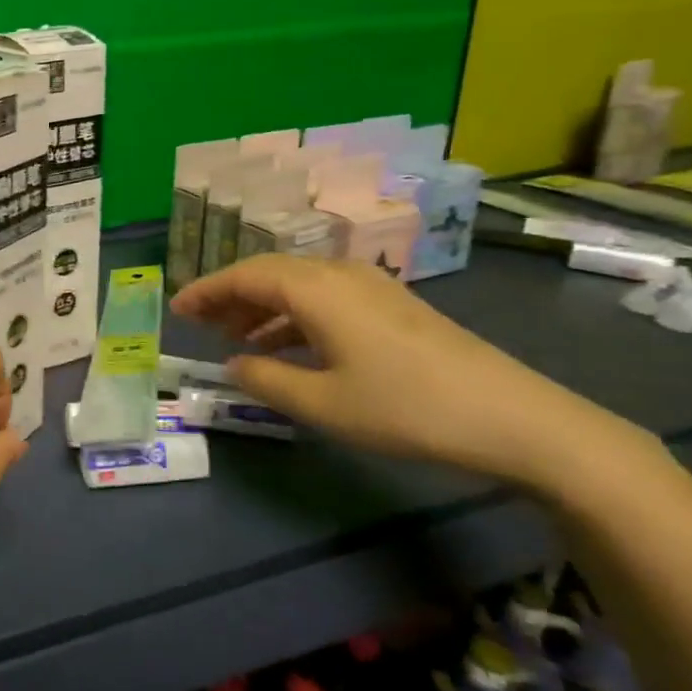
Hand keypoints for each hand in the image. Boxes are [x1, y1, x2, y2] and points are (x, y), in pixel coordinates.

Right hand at [171, 256, 652, 489]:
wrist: (515, 418)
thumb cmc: (406, 408)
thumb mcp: (322, 403)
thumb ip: (265, 380)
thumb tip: (232, 364)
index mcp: (316, 289)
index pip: (244, 275)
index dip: (206, 291)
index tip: (176, 311)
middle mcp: (340, 274)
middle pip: (269, 272)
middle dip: (229, 295)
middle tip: (199, 323)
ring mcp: (372, 287)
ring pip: (298, 284)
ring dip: (261, 306)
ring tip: (236, 338)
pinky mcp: (394, 306)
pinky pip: (325, 297)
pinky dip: (294, 315)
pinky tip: (288, 346)